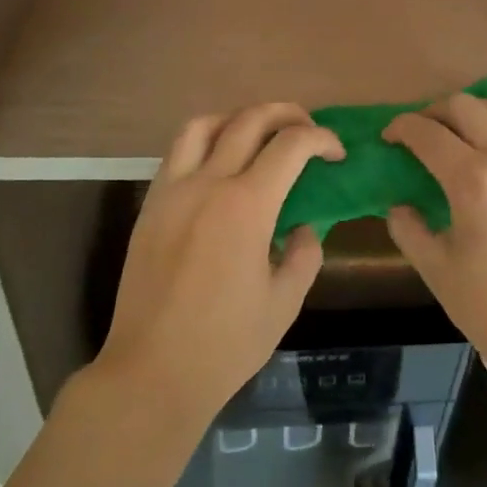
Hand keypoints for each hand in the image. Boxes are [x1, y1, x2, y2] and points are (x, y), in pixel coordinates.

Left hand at [96, 103, 343, 424]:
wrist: (152, 371)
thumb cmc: (225, 344)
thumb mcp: (284, 303)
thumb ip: (303, 254)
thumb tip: (303, 227)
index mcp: (246, 206)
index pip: (291, 145)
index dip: (321, 139)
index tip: (337, 153)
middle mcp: (207, 184)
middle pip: (249, 120)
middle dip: (287, 114)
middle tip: (308, 130)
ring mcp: (171, 191)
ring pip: (203, 125)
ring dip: (238, 118)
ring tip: (259, 136)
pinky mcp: (149, 205)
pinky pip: (177, 153)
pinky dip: (205, 142)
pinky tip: (220, 166)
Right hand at [384, 80, 486, 396]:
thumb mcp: (437, 269)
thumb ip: (408, 227)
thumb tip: (398, 201)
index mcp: (473, 182)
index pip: (427, 134)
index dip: (401, 128)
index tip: (389, 137)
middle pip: (463, 108)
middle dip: (433, 112)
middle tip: (419, 134)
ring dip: (473, 106)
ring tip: (457, 123)